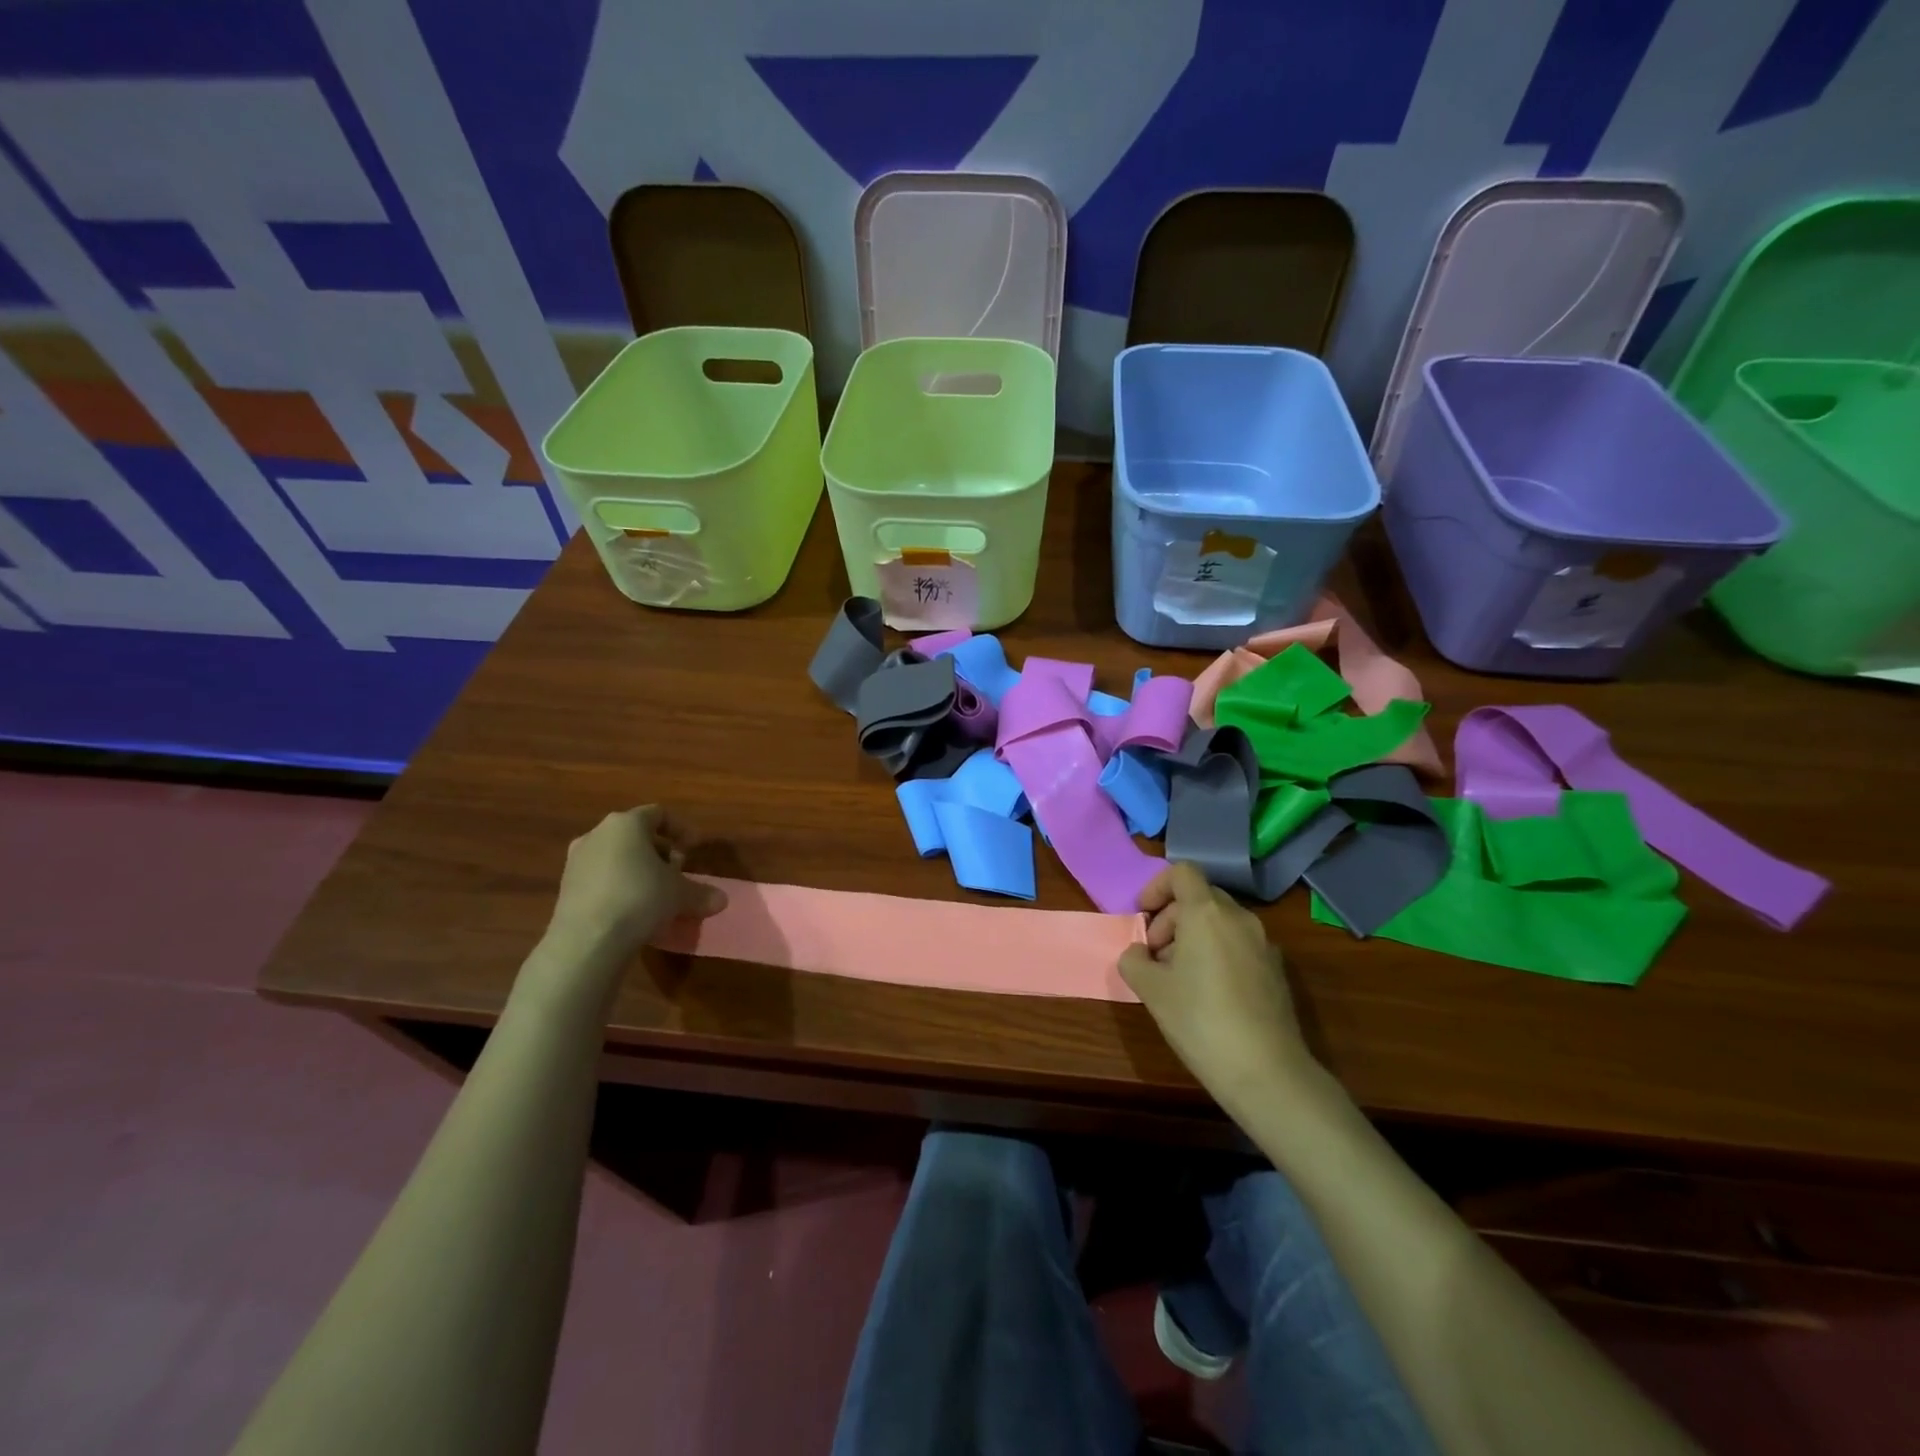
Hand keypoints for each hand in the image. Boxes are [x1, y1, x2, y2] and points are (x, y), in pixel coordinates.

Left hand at [544, 806, 726, 960]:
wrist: (587, 940)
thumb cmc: (640, 899)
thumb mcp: (680, 895)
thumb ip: (702, 893)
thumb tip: (722, 900)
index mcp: (626, 824)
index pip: (659, 814)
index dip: (681, 829)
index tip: (695, 848)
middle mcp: (598, 835)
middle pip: (636, 835)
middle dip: (661, 852)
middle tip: (677, 873)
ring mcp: (577, 861)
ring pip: (616, 857)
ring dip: (639, 870)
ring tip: (656, 894)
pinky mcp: (566, 888)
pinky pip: (601, 878)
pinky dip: (620, 886)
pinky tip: (632, 910)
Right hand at [1120, 863, 1309, 1108]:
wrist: (1266, 1072)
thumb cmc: (1200, 1020)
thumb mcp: (1150, 990)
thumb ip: (1134, 960)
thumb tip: (1139, 953)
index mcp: (1206, 913)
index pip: (1182, 872)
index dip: (1156, 887)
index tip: (1142, 916)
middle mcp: (1239, 918)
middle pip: (1200, 897)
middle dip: (1171, 917)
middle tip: (1155, 954)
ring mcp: (1263, 943)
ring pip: (1220, 922)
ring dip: (1193, 936)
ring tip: (1178, 977)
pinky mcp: (1276, 970)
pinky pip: (1238, 944)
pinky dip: (1217, 953)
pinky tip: (1208, 994)